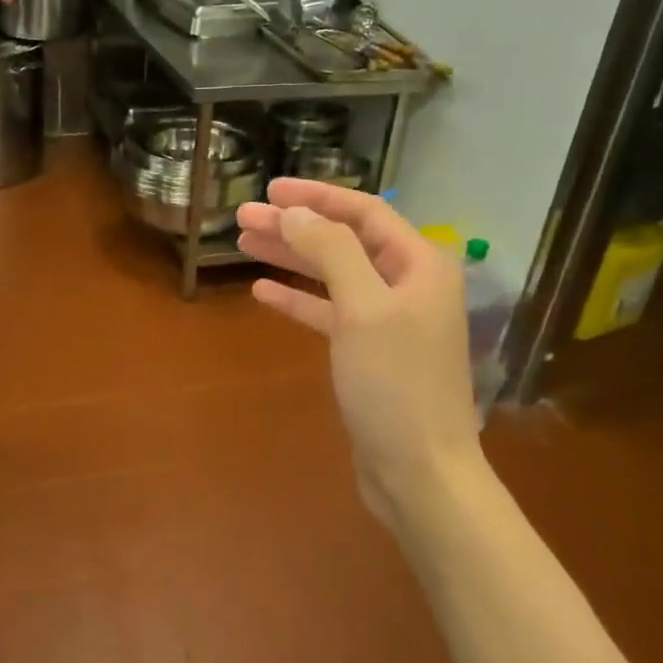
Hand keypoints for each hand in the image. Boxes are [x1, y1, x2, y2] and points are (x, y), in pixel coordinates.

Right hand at [236, 180, 483, 515]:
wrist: (419, 471)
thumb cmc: (396, 384)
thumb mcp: (363, 308)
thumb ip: (330, 251)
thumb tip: (293, 212)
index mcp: (419, 264)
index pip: (364, 212)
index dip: (316, 197)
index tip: (270, 190)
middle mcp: (406, 284)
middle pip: (343, 241)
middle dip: (294, 226)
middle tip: (243, 217)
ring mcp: (387, 320)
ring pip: (332, 275)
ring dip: (290, 258)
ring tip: (244, 243)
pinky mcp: (368, 352)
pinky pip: (328, 312)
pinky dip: (298, 300)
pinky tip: (263, 290)